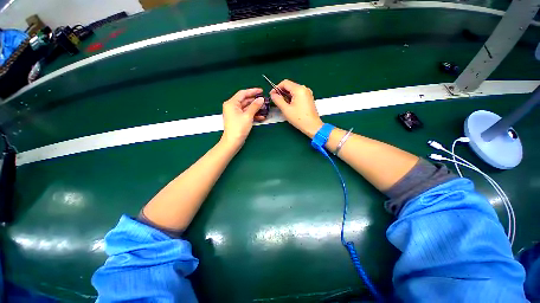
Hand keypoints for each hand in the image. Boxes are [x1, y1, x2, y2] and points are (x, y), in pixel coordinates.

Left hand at [221, 88, 264, 147]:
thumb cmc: (239, 128)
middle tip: (265, 100)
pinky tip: (261, 116)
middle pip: (245, 100)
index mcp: (231, 103)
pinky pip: (246, 114)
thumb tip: (261, 99)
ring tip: (265, 108)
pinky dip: (253, 114)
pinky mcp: (238, 119)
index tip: (261, 91)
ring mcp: (235, 113)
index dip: (253, 91)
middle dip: (255, 101)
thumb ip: (255, 106)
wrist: (233, 142)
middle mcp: (232, 106)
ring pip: (247, 108)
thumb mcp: (248, 116)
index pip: (243, 93)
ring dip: (255, 108)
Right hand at [270, 79, 322, 137]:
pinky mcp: (309, 98)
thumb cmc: (299, 118)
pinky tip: (289, 105)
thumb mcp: (286, 109)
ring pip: (294, 91)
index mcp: (299, 89)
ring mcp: (308, 93)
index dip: (276, 88)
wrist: (312, 126)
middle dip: (281, 92)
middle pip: (290, 86)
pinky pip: (298, 95)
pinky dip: (292, 98)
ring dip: (286, 96)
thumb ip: (278, 100)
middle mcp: (304, 89)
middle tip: (276, 100)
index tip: (272, 95)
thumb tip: (273, 94)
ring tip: (282, 104)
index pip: (285, 83)